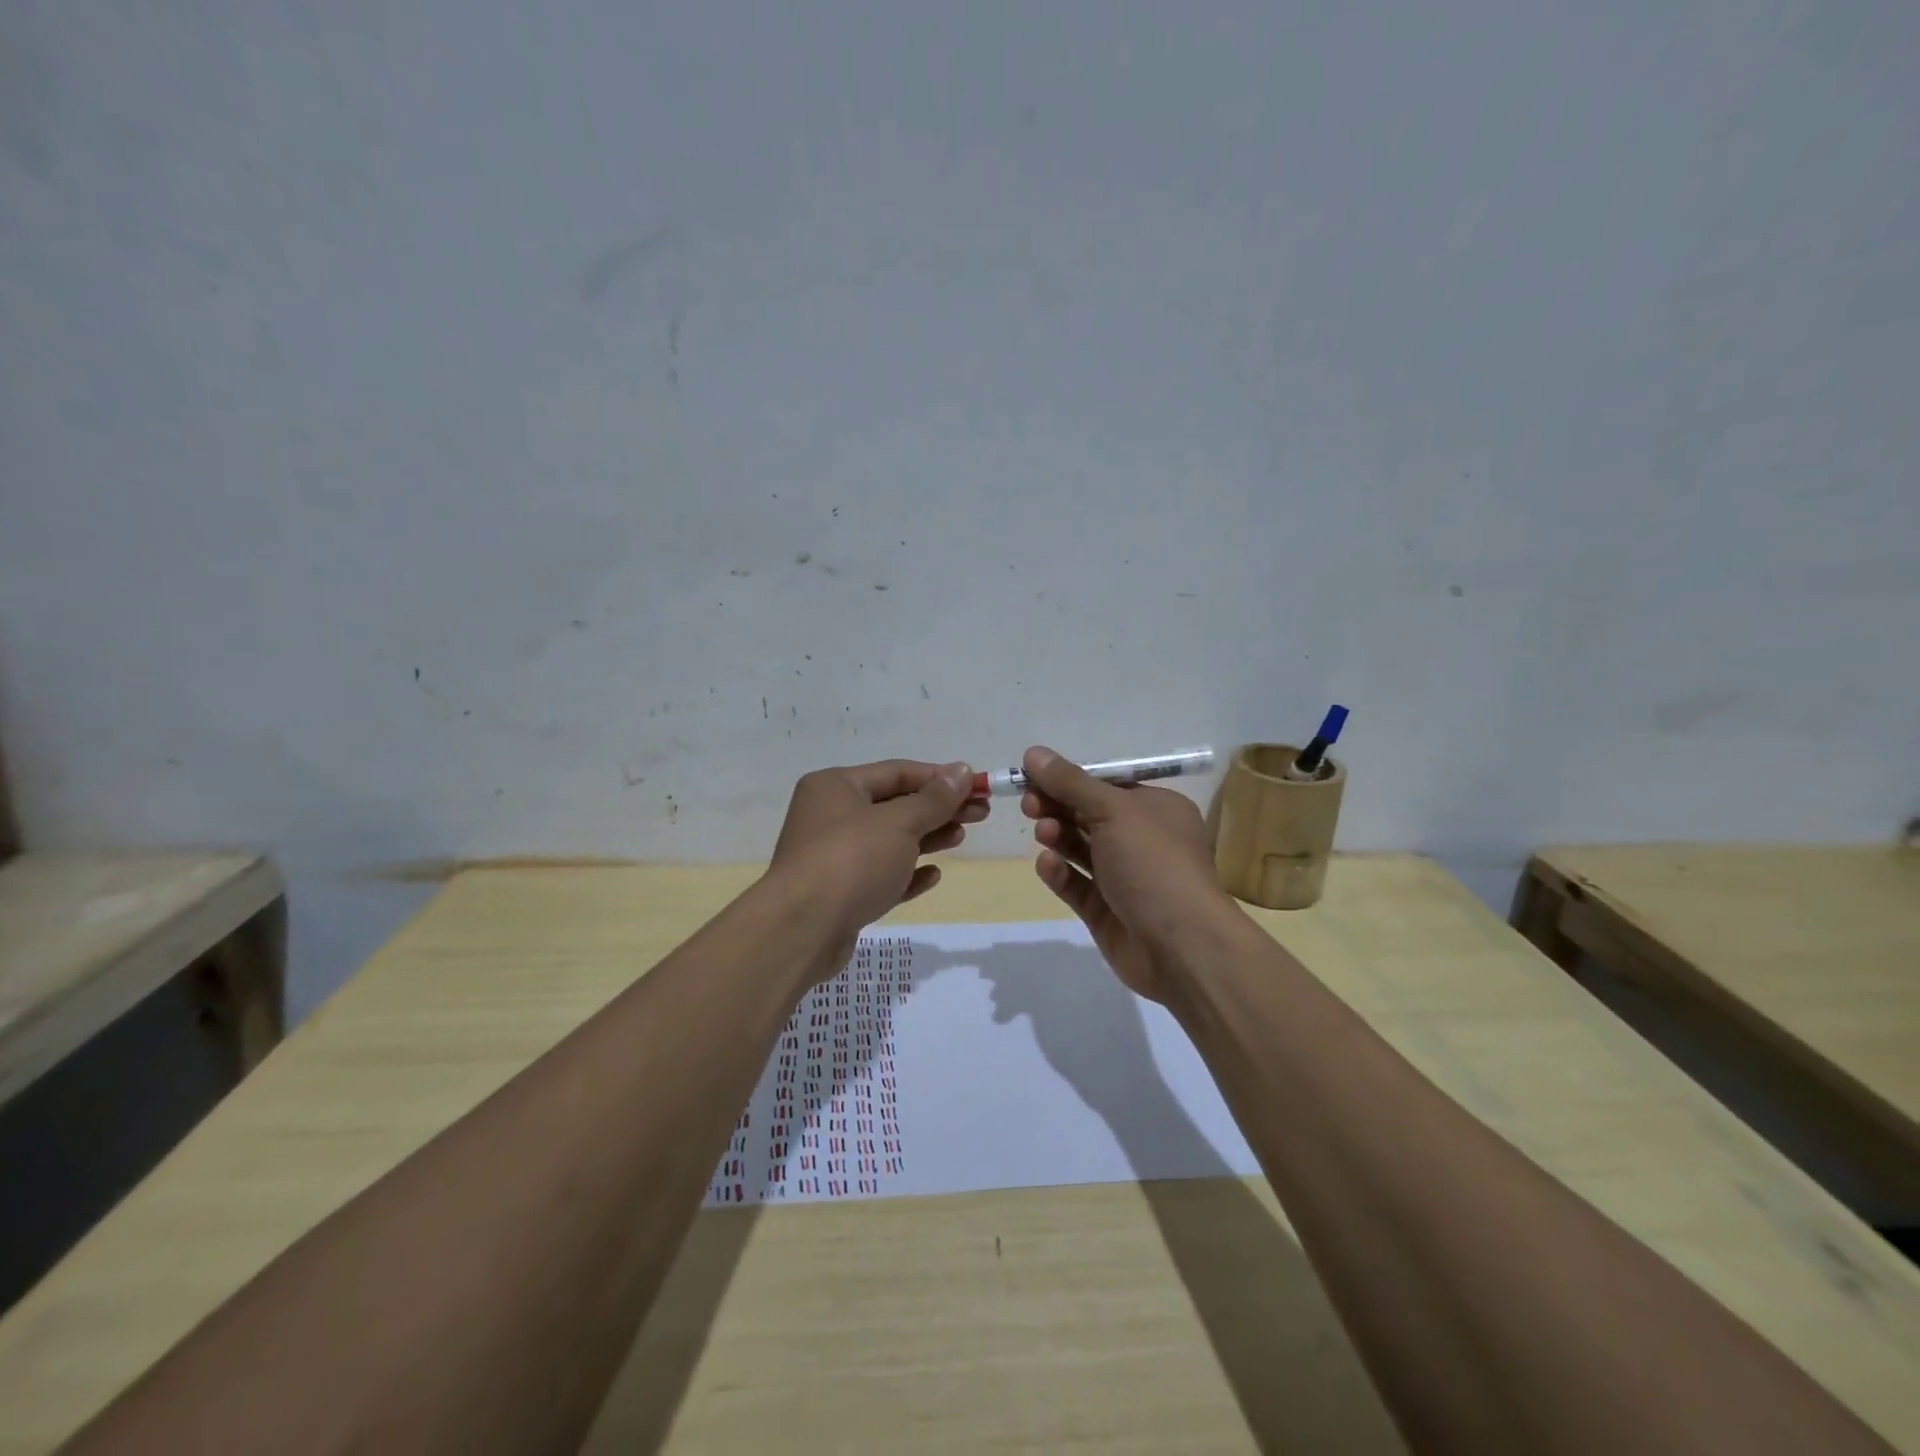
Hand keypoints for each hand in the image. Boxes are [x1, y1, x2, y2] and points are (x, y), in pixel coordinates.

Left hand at [768, 759, 983, 967]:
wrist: (802, 930)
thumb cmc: (852, 861)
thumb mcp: (899, 823)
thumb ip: (933, 799)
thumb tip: (961, 771)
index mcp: (836, 786)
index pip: (897, 772)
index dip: (940, 778)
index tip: (978, 787)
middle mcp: (830, 815)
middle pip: (895, 806)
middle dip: (938, 809)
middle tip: (980, 814)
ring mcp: (833, 856)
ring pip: (889, 841)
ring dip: (927, 838)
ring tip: (960, 838)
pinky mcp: (839, 893)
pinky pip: (880, 875)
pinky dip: (906, 873)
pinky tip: (933, 876)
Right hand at [1019, 745, 1236, 1002]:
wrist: (1181, 946)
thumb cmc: (1153, 863)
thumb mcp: (1113, 810)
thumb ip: (1070, 782)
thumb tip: (1034, 752)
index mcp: (1156, 809)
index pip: (1105, 785)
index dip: (1068, 778)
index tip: (1032, 775)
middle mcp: (1142, 840)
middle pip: (1089, 814)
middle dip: (1057, 806)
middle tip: (1029, 804)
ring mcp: (1124, 877)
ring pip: (1080, 849)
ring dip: (1057, 836)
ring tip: (1043, 833)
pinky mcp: (1106, 911)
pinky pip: (1076, 885)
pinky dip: (1060, 873)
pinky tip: (1048, 865)